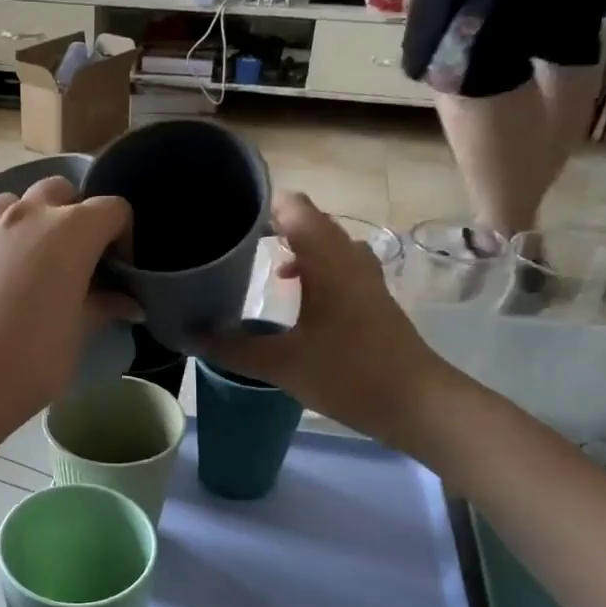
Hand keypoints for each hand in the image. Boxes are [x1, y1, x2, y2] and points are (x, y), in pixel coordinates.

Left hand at [0, 178, 138, 430]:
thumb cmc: (34, 358)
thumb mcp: (79, 333)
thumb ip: (104, 307)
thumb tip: (130, 303)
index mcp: (70, 230)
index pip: (112, 209)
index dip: (123, 237)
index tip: (119, 271)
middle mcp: (28, 216)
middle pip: (61, 191)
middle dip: (77, 215)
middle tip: (80, 259)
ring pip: (17, 201)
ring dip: (34, 219)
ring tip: (37, 259)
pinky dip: (3, 242)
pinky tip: (3, 280)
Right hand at [204, 191, 455, 445]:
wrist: (416, 402)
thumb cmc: (348, 374)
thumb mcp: (281, 364)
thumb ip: (232, 348)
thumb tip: (189, 335)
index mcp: (326, 260)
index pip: (293, 207)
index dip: (259, 205)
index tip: (225, 216)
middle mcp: (348, 257)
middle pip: (309, 220)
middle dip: (271, 224)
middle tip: (232, 241)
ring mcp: (365, 276)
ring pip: (326, 242)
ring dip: (294, 245)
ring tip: (260, 263)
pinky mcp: (372, 296)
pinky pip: (337, 263)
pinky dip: (312, 266)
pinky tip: (294, 295)